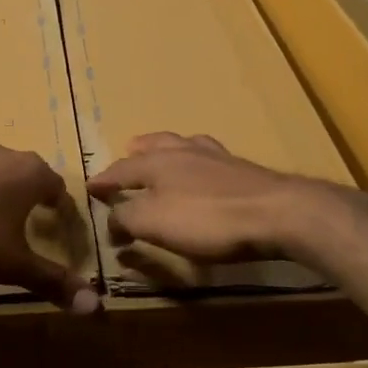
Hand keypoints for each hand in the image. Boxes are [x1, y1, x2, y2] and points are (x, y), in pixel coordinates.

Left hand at [0, 144, 98, 312]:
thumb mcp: (17, 266)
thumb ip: (54, 282)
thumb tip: (95, 306)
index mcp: (29, 174)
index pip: (55, 185)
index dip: (59, 204)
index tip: (59, 219)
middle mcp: (0, 155)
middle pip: (22, 171)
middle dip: (26, 192)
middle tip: (25, 216)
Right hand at [86, 132, 347, 266]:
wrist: (277, 213)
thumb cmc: (208, 219)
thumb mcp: (154, 223)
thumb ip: (126, 218)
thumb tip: (111, 220)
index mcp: (157, 162)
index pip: (121, 170)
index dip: (104, 180)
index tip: (90, 187)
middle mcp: (184, 152)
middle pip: (155, 145)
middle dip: (137, 152)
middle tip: (128, 151)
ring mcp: (217, 158)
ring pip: (185, 145)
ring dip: (168, 149)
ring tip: (164, 153)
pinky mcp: (244, 169)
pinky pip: (211, 158)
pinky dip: (199, 160)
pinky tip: (206, 169)